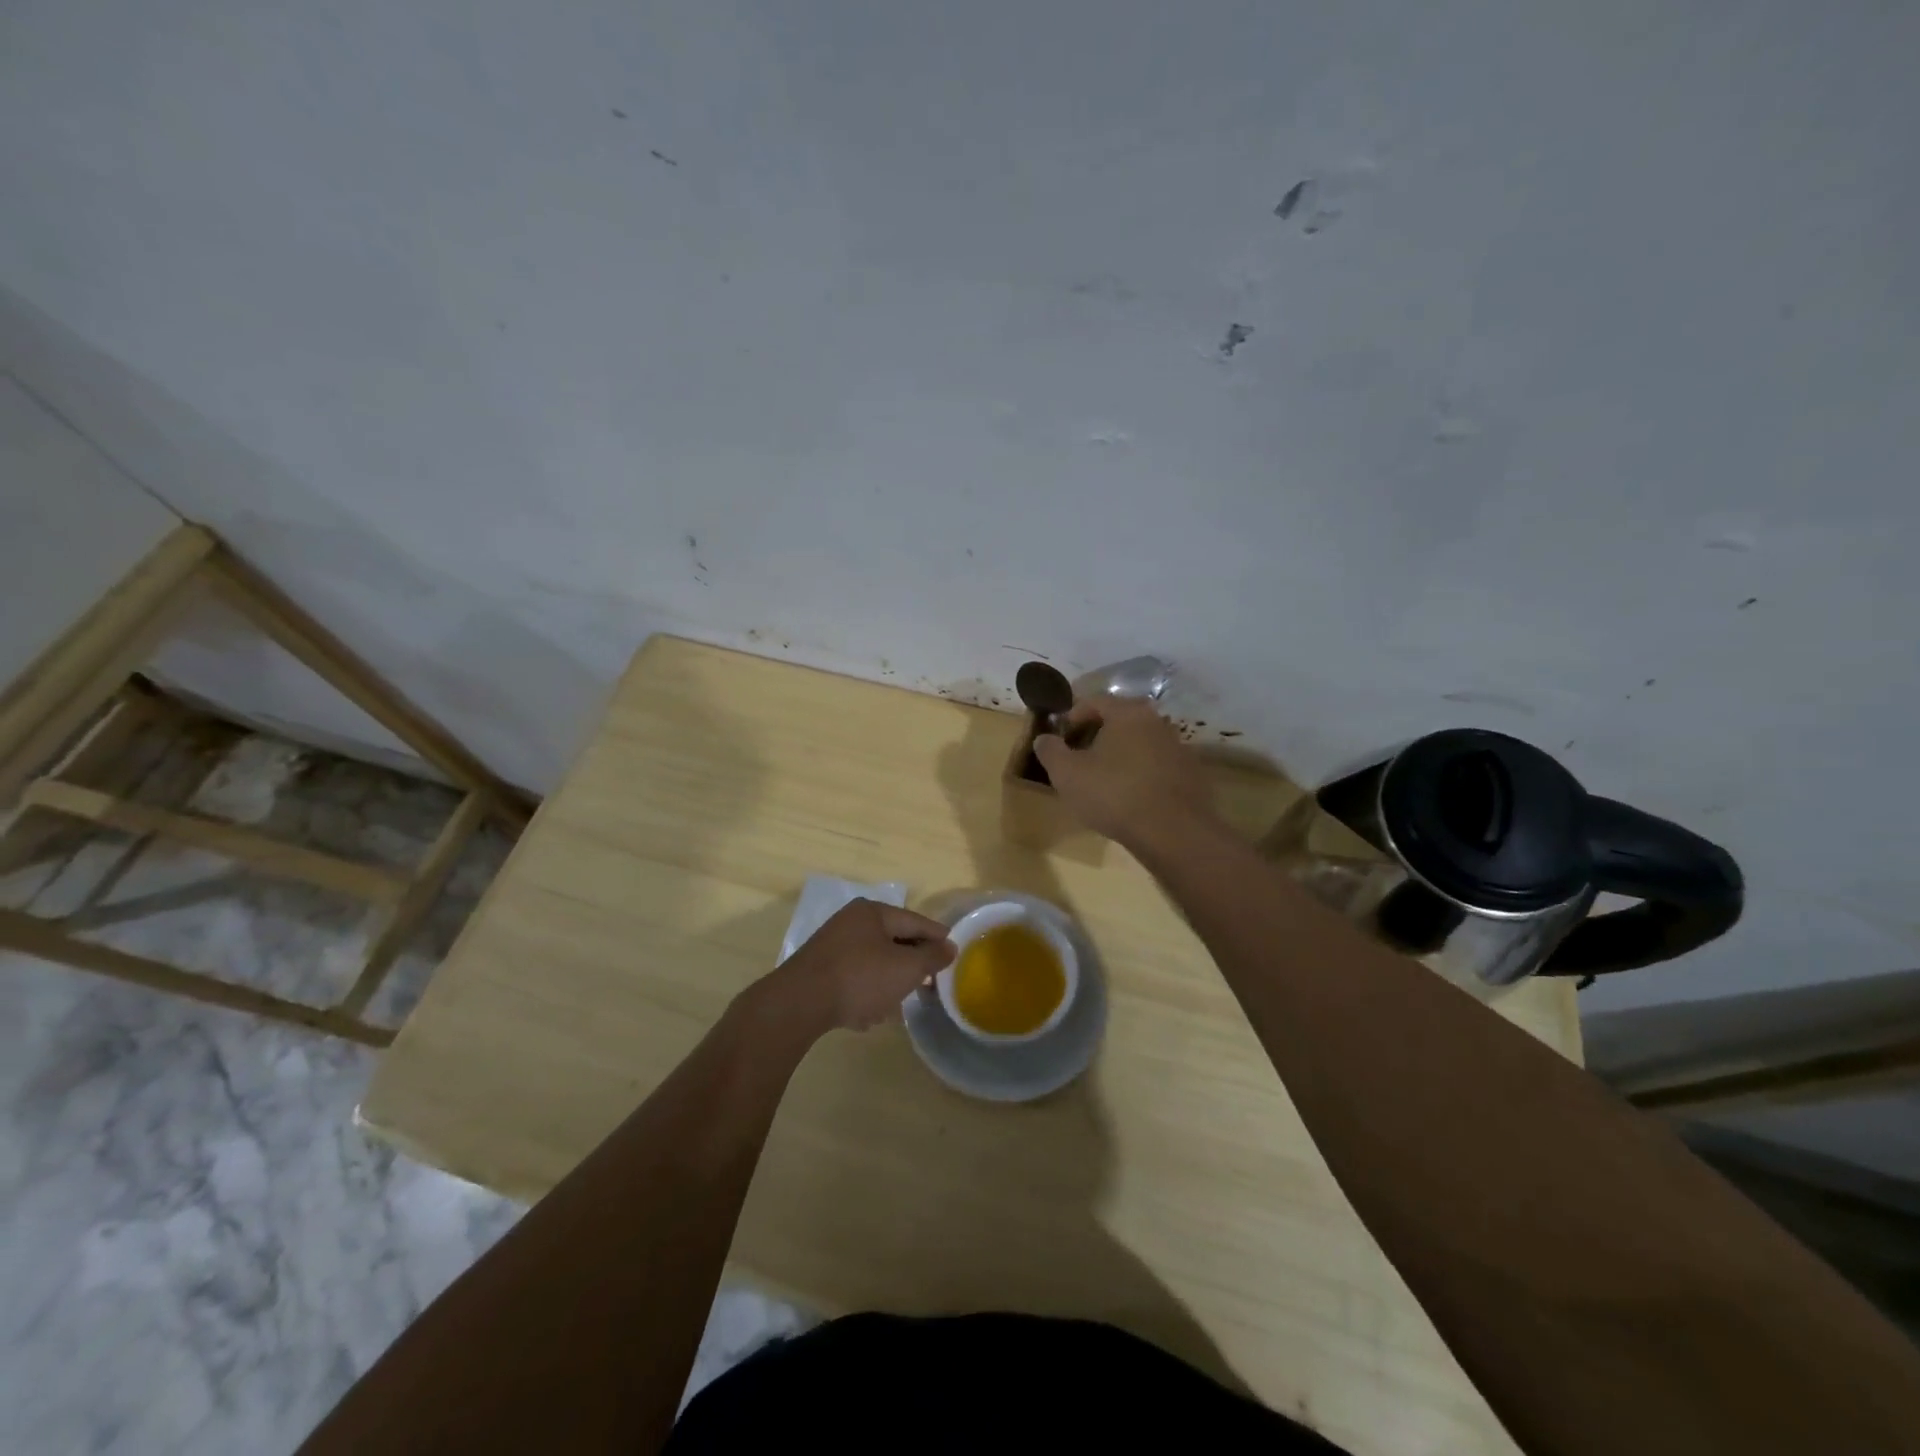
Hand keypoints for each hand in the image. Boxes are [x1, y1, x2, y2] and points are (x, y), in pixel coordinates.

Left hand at [764, 899, 955, 1034]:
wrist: (799, 1003)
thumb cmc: (860, 978)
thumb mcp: (905, 968)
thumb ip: (931, 957)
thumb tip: (949, 946)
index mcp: (873, 912)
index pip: (915, 921)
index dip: (937, 937)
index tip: (955, 952)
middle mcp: (851, 922)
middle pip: (893, 940)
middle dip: (911, 963)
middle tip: (929, 982)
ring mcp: (832, 946)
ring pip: (873, 962)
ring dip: (888, 982)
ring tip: (899, 1004)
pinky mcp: (819, 971)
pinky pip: (853, 978)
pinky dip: (865, 993)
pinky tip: (868, 1015)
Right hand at [1032, 697, 1217, 847]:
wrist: (1173, 832)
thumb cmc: (1113, 794)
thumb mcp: (1067, 773)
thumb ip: (1050, 750)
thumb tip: (1044, 738)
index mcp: (1127, 712)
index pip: (1093, 701)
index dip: (1071, 718)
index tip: (1060, 740)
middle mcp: (1156, 721)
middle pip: (1119, 720)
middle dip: (1095, 736)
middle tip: (1078, 759)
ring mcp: (1177, 747)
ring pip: (1139, 742)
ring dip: (1118, 755)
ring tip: (1102, 781)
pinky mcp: (1189, 774)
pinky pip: (1155, 765)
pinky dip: (1139, 773)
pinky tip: (1129, 797)